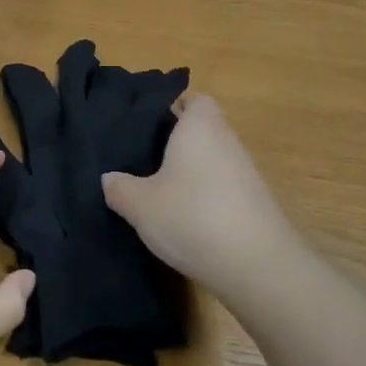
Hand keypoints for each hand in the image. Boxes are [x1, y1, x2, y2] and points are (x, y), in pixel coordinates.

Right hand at [101, 94, 304, 299]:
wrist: (257, 266)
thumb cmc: (192, 216)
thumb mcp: (139, 204)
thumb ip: (119, 187)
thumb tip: (109, 178)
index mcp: (200, 126)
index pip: (192, 100)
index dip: (172, 107)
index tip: (146, 125)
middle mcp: (227, 141)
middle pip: (201, 130)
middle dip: (175, 143)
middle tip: (142, 159)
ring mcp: (246, 173)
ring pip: (212, 161)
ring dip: (191, 173)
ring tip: (158, 192)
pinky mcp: (254, 204)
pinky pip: (223, 188)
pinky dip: (206, 197)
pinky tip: (185, 219)